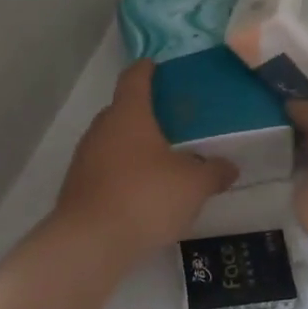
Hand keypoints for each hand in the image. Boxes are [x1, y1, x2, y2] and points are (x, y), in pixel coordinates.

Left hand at [54, 61, 236, 259]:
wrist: (91, 242)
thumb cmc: (146, 197)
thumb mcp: (193, 185)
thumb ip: (214, 172)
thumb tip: (230, 167)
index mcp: (129, 114)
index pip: (134, 78)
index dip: (146, 70)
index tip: (156, 66)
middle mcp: (101, 129)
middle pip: (122, 110)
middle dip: (144, 113)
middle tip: (171, 122)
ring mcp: (84, 158)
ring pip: (112, 142)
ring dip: (132, 146)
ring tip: (160, 160)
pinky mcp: (77, 188)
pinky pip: (104, 169)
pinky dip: (121, 173)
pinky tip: (141, 193)